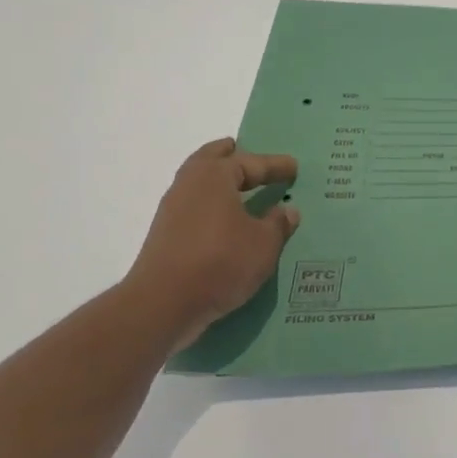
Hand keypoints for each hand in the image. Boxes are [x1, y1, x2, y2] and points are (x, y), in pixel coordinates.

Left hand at [124, 138, 299, 349]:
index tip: (293, 167)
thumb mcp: (264, 244)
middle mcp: (189, 185)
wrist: (162, 305)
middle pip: (211, 160)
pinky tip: (225, 221)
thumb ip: (278, 224)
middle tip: (246, 152)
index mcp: (214, 176)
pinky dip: (210, 206)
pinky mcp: (165, 236)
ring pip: (198, 184)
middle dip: (230, 156)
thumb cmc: (220, 262)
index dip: (274, 165)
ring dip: (218, 182)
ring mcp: (172, 211)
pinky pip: (194, 208)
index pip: (250, 162)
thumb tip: (287, 210)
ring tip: (238, 188)